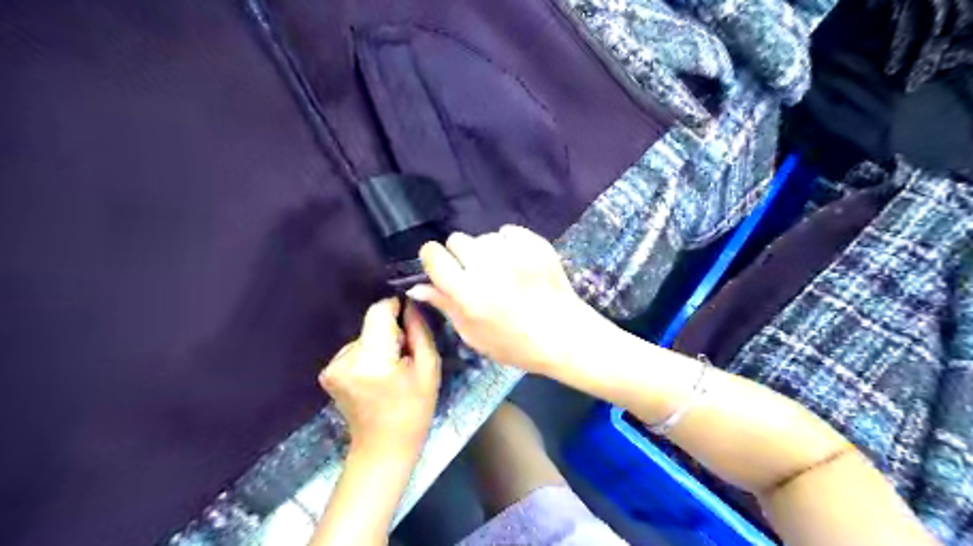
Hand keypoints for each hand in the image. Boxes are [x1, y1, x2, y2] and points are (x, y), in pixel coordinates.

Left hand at [320, 299, 440, 455]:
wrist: (383, 447)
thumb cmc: (414, 409)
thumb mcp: (429, 369)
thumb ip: (420, 332)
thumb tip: (410, 305)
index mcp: (372, 360)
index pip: (378, 312)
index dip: (396, 307)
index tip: (410, 318)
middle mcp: (345, 359)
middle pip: (371, 324)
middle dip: (391, 332)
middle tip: (406, 356)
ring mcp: (332, 367)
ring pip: (364, 336)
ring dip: (380, 344)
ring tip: (392, 370)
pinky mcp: (328, 372)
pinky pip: (355, 349)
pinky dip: (369, 355)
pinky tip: (377, 376)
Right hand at [402, 226, 600, 375]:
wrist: (564, 337)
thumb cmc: (515, 344)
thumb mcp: (473, 334)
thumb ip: (445, 305)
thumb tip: (417, 286)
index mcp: (468, 294)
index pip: (433, 254)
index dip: (434, 260)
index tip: (443, 269)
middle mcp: (488, 268)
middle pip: (457, 239)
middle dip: (460, 256)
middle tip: (476, 276)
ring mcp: (515, 253)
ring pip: (483, 236)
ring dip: (486, 251)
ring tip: (502, 273)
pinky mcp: (536, 245)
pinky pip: (508, 232)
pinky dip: (508, 244)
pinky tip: (518, 264)